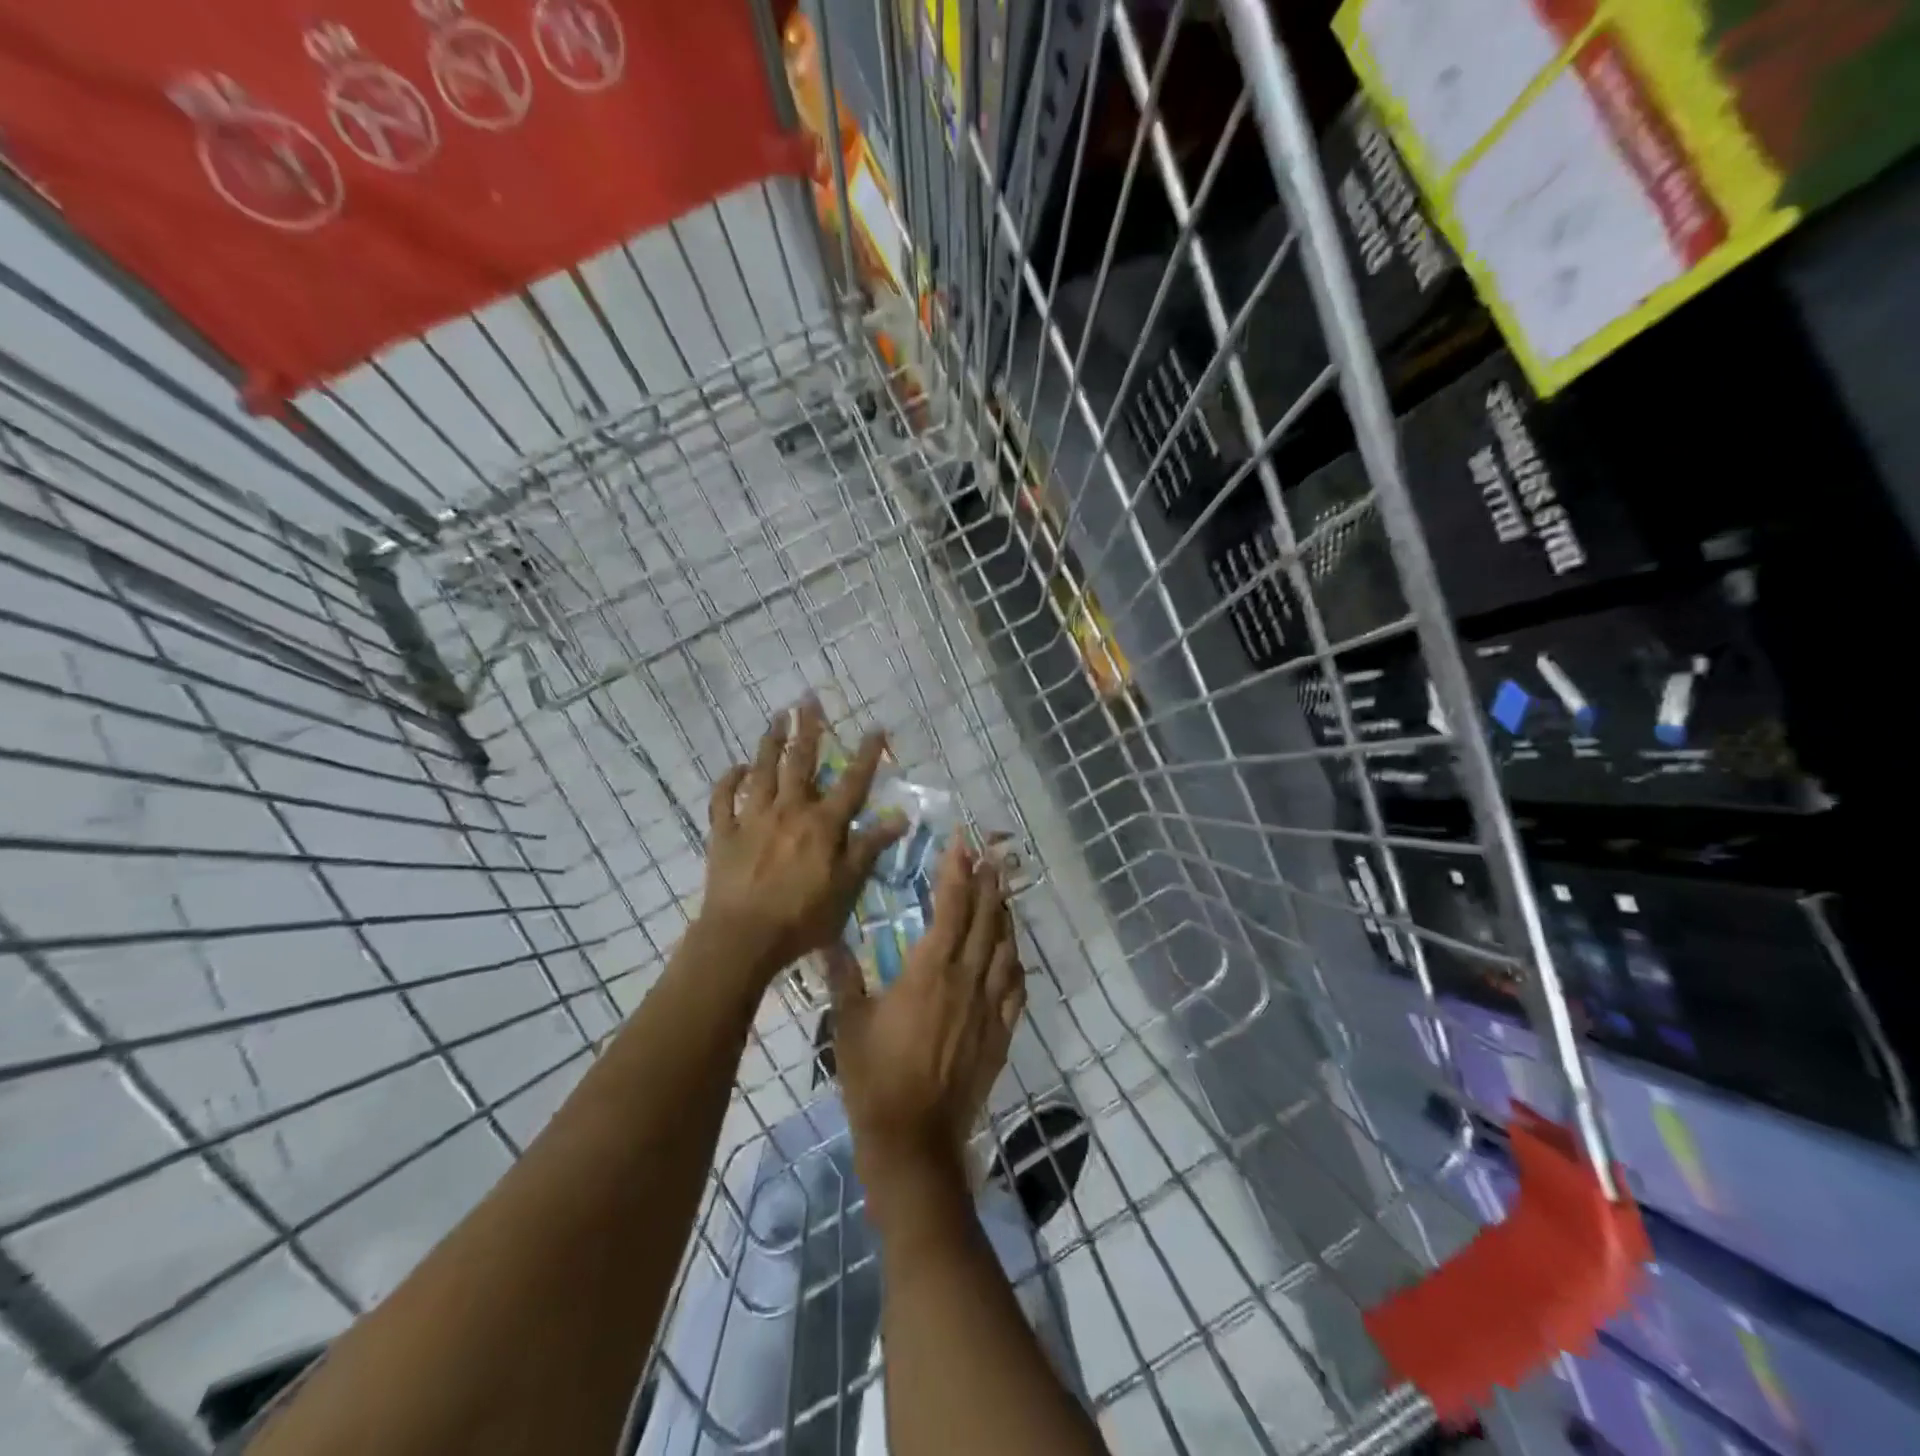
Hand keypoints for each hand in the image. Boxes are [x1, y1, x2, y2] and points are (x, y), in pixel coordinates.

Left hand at [700, 701, 905, 985]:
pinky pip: (724, 800)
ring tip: (776, 717)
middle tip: (808, 699)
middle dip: (808, 730)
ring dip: (769, 743)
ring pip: (762, 772)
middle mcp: (789, 811)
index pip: (851, 783)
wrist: (743, 937)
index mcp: (823, 825)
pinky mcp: (724, 834)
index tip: (876, 728)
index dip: (866, 755)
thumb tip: (900, 816)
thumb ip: (870, 848)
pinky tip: (736, 768)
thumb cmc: (803, 916)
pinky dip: (729, 781)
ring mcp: (753, 819)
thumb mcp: (848, 886)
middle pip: (800, 763)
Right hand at [825, 838, 1026, 1196]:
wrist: (914, 1139)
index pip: (951, 905)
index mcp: (931, 969)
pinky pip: (1016, 989)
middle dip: (988, 883)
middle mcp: (967, 979)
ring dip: (1004, 916)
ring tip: (1002, 893)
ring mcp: (989, 1007)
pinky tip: (1012, 955)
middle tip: (990, 856)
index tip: (961, 843)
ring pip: (1005, 948)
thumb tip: (829, 941)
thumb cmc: (874, 1078)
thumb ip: (843, 976)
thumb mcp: (849, 1022)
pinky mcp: (1001, 1034)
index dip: (957, 870)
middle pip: (985, 919)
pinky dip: (1015, 964)